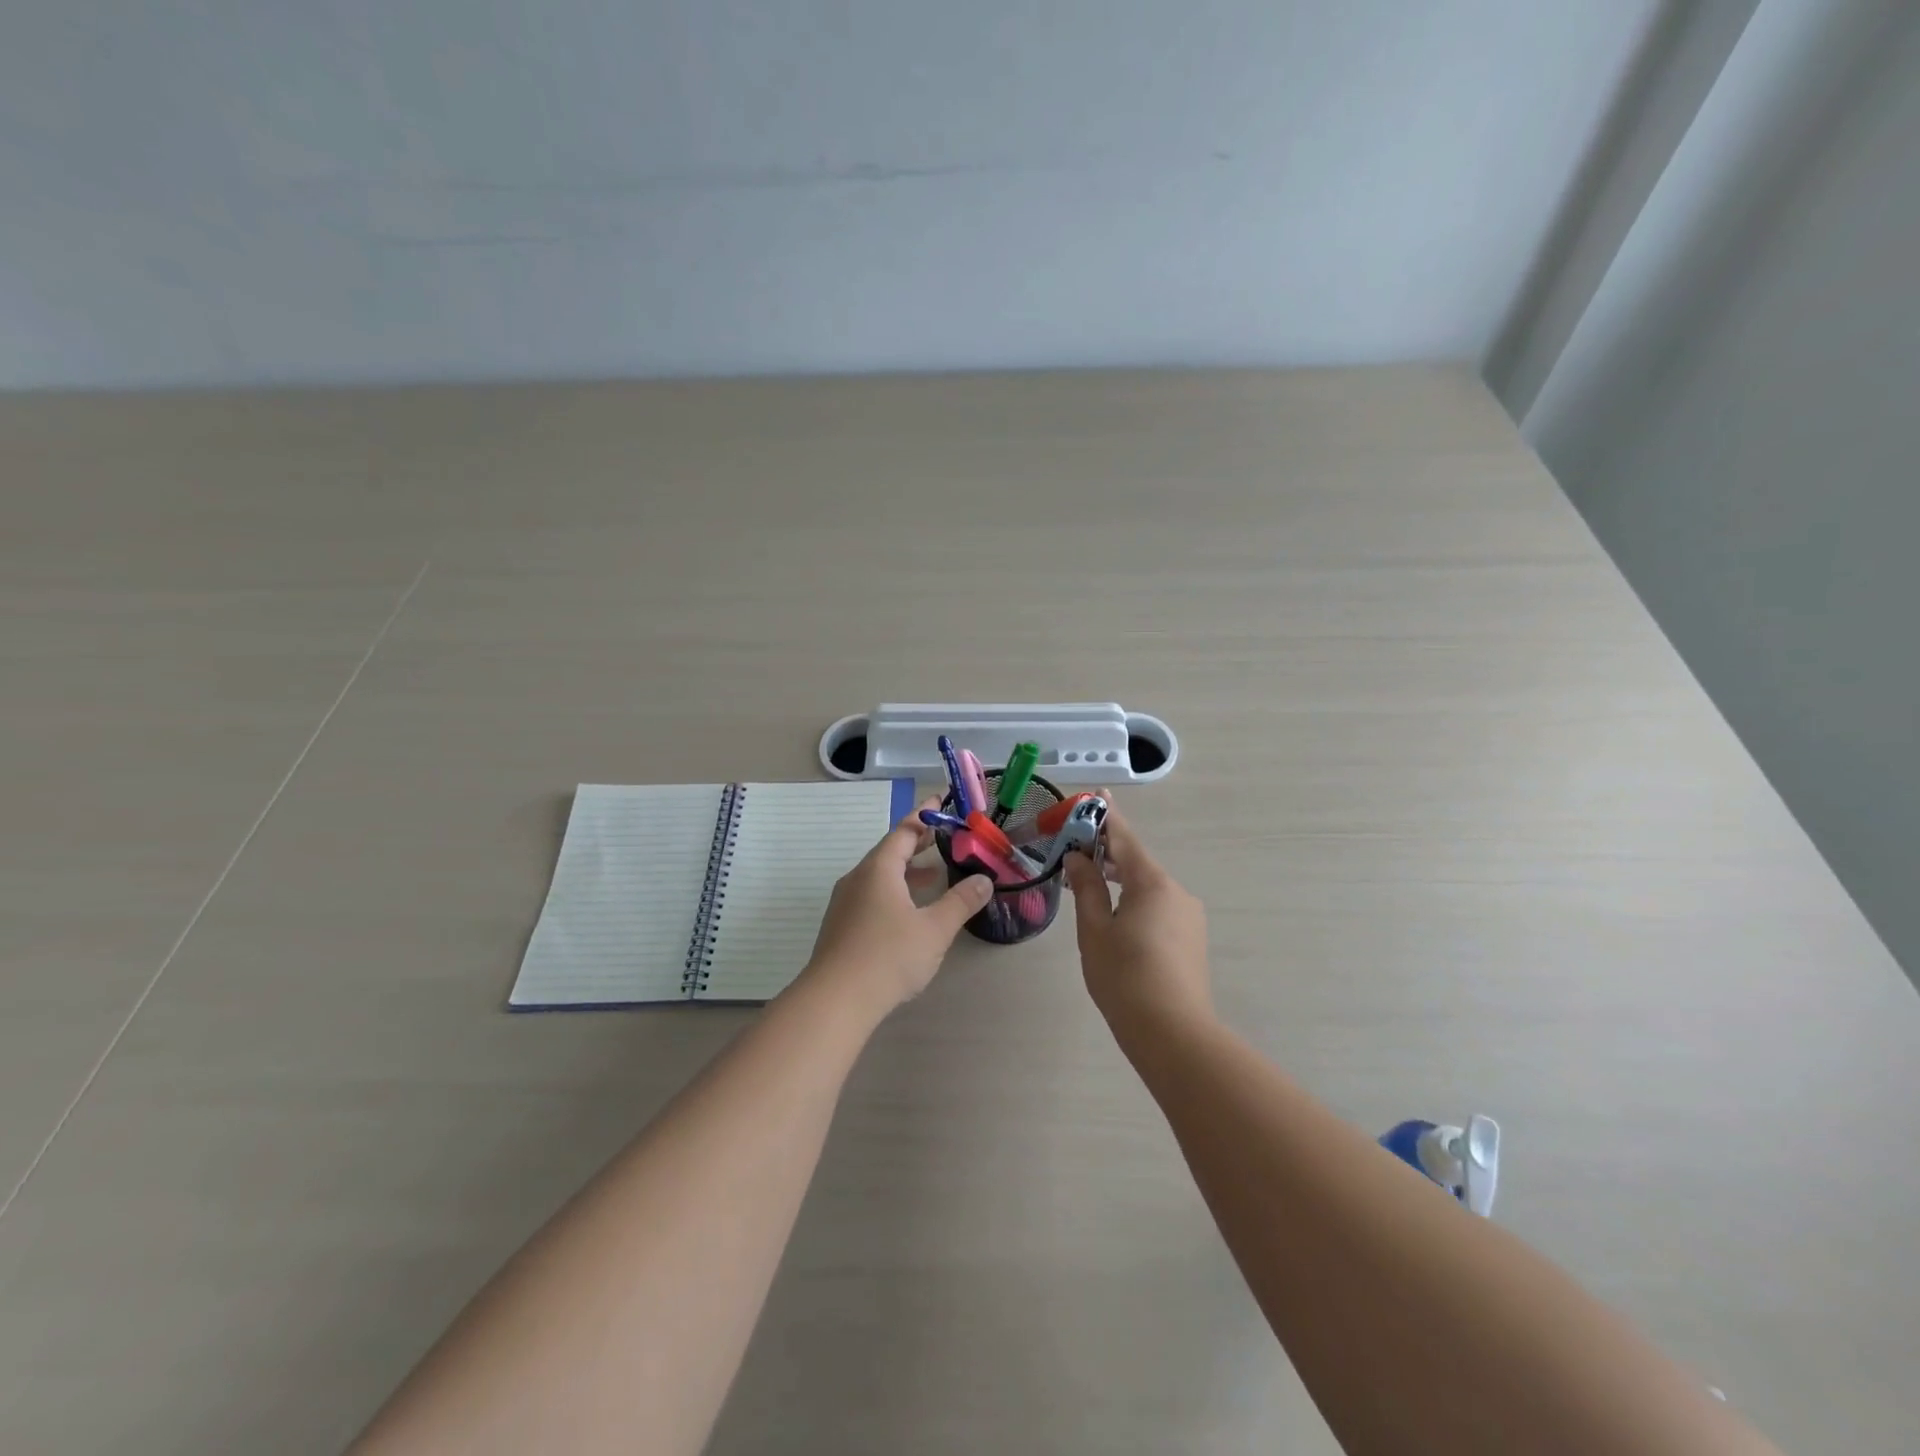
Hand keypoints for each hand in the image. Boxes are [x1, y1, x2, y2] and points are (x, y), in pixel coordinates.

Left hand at [804, 796, 994, 1012]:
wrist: (835, 1000)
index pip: (903, 831)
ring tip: (936, 876)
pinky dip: (896, 892)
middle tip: (946, 837)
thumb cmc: (888, 956)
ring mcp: (845, 903)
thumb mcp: (934, 929)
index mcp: (878, 869)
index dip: (924, 815)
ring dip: (908, 872)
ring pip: (881, 877)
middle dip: (918, 844)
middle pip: (890, 851)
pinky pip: (872, 896)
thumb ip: (960, 902)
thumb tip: (984, 880)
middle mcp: (858, 879)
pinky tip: (911, 912)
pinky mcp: (842, 927)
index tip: (940, 801)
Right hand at [1063, 798, 1212, 1044]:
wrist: (1173, 1034)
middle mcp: (1176, 891)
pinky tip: (1114, 919)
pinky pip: (1157, 907)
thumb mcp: (1094, 930)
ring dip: (1119, 881)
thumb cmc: (1124, 977)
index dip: (1106, 816)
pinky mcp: (1191, 939)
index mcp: (1152, 883)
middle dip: (1106, 853)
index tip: (1096, 794)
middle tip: (1075, 849)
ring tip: (1087, 886)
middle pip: (1136, 862)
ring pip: (1147, 887)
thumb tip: (1078, 858)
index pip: (1124, 838)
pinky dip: (1133, 901)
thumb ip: (1086, 888)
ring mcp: (1188, 916)